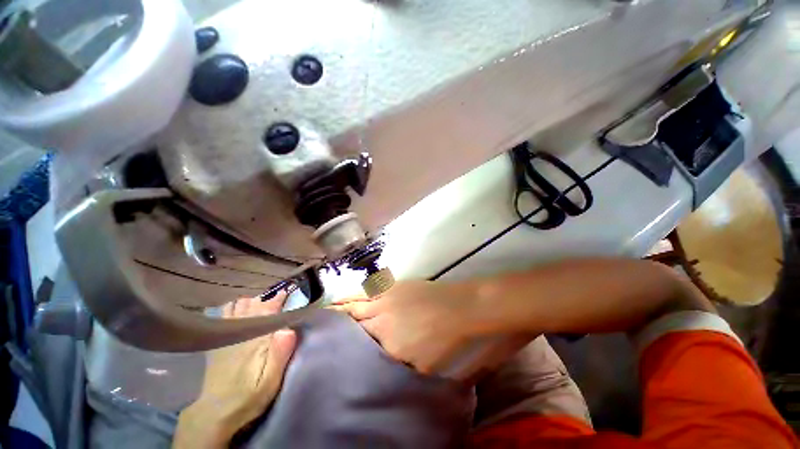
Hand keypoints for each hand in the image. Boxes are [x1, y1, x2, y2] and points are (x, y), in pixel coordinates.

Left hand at [173, 294, 296, 448]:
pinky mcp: (216, 341)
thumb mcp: (270, 381)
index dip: (280, 297)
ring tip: (262, 301)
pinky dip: (234, 306)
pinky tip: (239, 308)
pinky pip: (224, 314)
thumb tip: (289, 328)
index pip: (269, 308)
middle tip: (279, 295)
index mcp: (255, 338)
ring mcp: (225, 334)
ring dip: (251, 300)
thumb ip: (280, 354)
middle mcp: (239, 331)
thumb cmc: (247, 397)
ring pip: (238, 305)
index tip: (289, 289)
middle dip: (267, 296)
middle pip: (253, 303)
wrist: (214, 414)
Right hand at [332, 281, 480, 374]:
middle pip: (351, 318)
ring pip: (357, 300)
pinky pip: (370, 290)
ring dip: (342, 305)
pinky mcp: (395, 285)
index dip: (340, 344)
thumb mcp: (420, 366)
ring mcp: (387, 297)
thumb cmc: (445, 341)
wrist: (459, 308)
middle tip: (319, 326)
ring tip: (327, 309)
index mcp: (385, 340)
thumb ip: (396, 364)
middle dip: (334, 322)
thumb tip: (381, 361)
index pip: (355, 343)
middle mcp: (380, 316)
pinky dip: (358, 294)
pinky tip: (353, 296)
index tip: (326, 347)